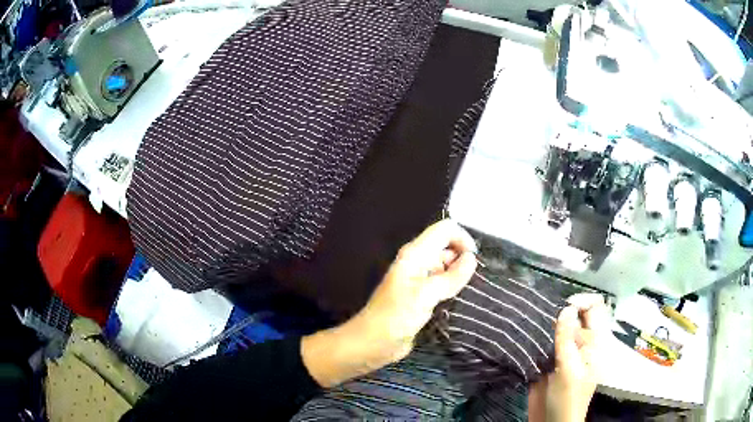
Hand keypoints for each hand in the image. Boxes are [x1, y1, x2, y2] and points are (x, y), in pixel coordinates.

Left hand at [301, 219, 477, 386]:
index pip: (445, 229)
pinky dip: (455, 289)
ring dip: (462, 276)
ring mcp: (421, 280)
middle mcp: (419, 262)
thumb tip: (471, 258)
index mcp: (416, 254)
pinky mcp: (424, 297)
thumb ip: (451, 276)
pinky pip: (445, 285)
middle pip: (448, 247)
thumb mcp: (425, 295)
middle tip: (475, 281)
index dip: (462, 239)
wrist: (373, 343)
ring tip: (471, 292)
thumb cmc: (395, 317)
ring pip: (448, 267)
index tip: (474, 260)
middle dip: (464, 259)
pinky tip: (463, 301)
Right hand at [529, 293, 609, 421]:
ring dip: (548, 322)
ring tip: (533, 322)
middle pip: (577, 315)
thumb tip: (567, 308)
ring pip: (560, 327)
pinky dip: (539, 335)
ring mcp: (566, 352)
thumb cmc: (566, 399)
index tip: (563, 306)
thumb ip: (567, 339)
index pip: (595, 308)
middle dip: (562, 310)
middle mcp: (582, 343)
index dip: (582, 301)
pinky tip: (528, 335)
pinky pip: (547, 341)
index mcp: (594, 342)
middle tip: (544, 316)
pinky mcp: (551, 360)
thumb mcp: (568, 370)